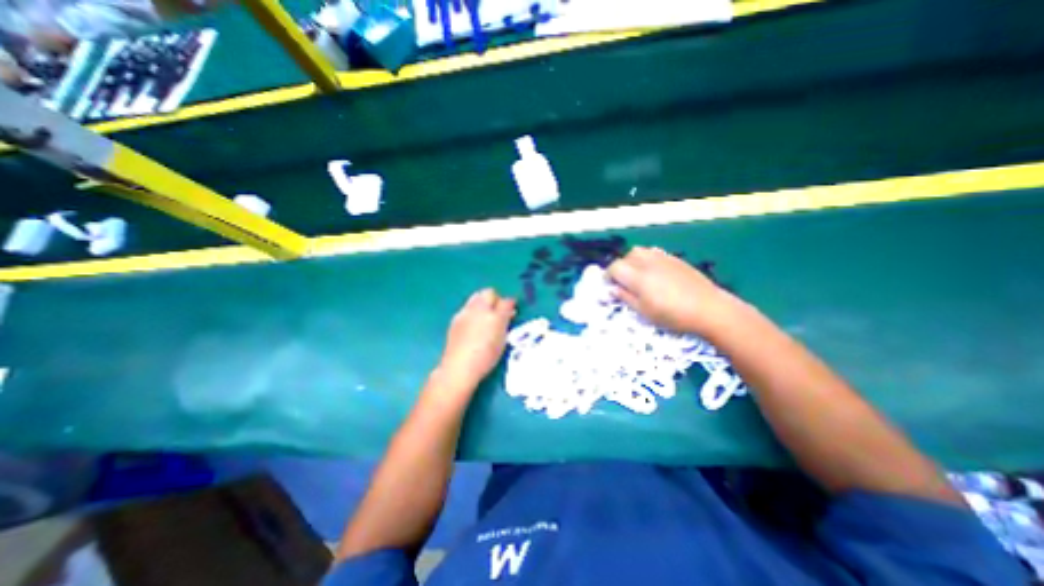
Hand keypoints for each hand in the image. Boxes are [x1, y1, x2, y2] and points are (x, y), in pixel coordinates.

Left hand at [436, 288, 514, 388]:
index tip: (512, 311)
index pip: (505, 301)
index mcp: (493, 314)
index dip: (510, 304)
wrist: (459, 367)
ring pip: (476, 298)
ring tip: (486, 318)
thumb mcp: (502, 339)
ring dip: (483, 303)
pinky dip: (473, 312)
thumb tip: (509, 310)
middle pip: (488, 293)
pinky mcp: (454, 320)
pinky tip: (473, 325)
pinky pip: (467, 309)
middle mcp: (478, 309)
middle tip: (499, 313)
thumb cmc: (486, 356)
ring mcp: (464, 313)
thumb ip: (505, 321)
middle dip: (495, 299)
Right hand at [606, 248, 742, 336]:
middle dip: (621, 266)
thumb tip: (613, 289)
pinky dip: (648, 260)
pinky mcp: (676, 259)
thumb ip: (626, 298)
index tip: (610, 286)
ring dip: (634, 261)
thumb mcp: (644, 312)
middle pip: (627, 256)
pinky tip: (655, 273)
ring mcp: (663, 258)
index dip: (608, 276)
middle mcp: (648, 263)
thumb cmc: (673, 315)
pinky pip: (655, 253)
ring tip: (638, 275)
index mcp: (638, 277)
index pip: (615, 267)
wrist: (709, 309)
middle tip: (624, 281)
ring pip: (641, 251)